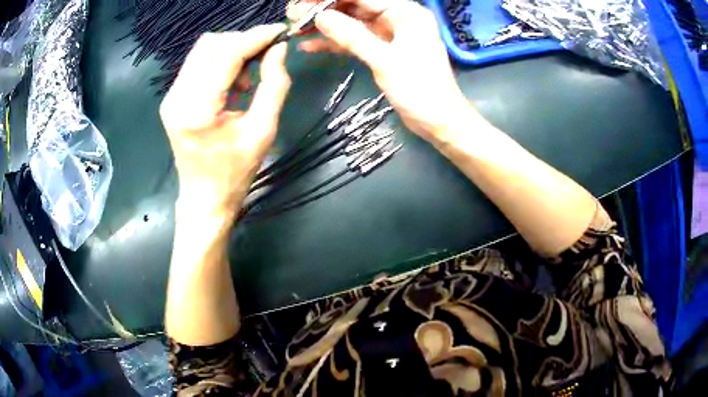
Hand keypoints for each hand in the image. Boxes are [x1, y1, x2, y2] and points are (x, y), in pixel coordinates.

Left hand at [160, 25, 290, 217]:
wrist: (204, 199)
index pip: (226, 54)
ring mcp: (171, 97)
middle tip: (267, 54)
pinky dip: (220, 63)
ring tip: (249, 76)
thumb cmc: (235, 173)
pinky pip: (198, 64)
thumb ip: (274, 84)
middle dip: (243, 41)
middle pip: (211, 44)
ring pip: (203, 50)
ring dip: (232, 51)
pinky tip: (233, 83)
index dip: (255, 37)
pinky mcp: (172, 98)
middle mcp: (177, 97)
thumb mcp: (263, 130)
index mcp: (198, 110)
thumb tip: (279, 49)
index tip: (280, 31)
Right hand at [291, 0, 471, 141]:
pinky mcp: (383, 50)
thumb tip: (319, 17)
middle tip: (293, 14)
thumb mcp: (384, 60)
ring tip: (296, 28)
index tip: (303, 4)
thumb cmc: (420, 89)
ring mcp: (390, 34)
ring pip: (352, 24)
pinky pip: (356, 41)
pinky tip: (310, 46)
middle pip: (355, 6)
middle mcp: (398, 17)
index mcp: (405, 12)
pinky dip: (336, 43)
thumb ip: (351, 36)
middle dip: (324, 10)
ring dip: (326, 26)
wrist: (439, 120)